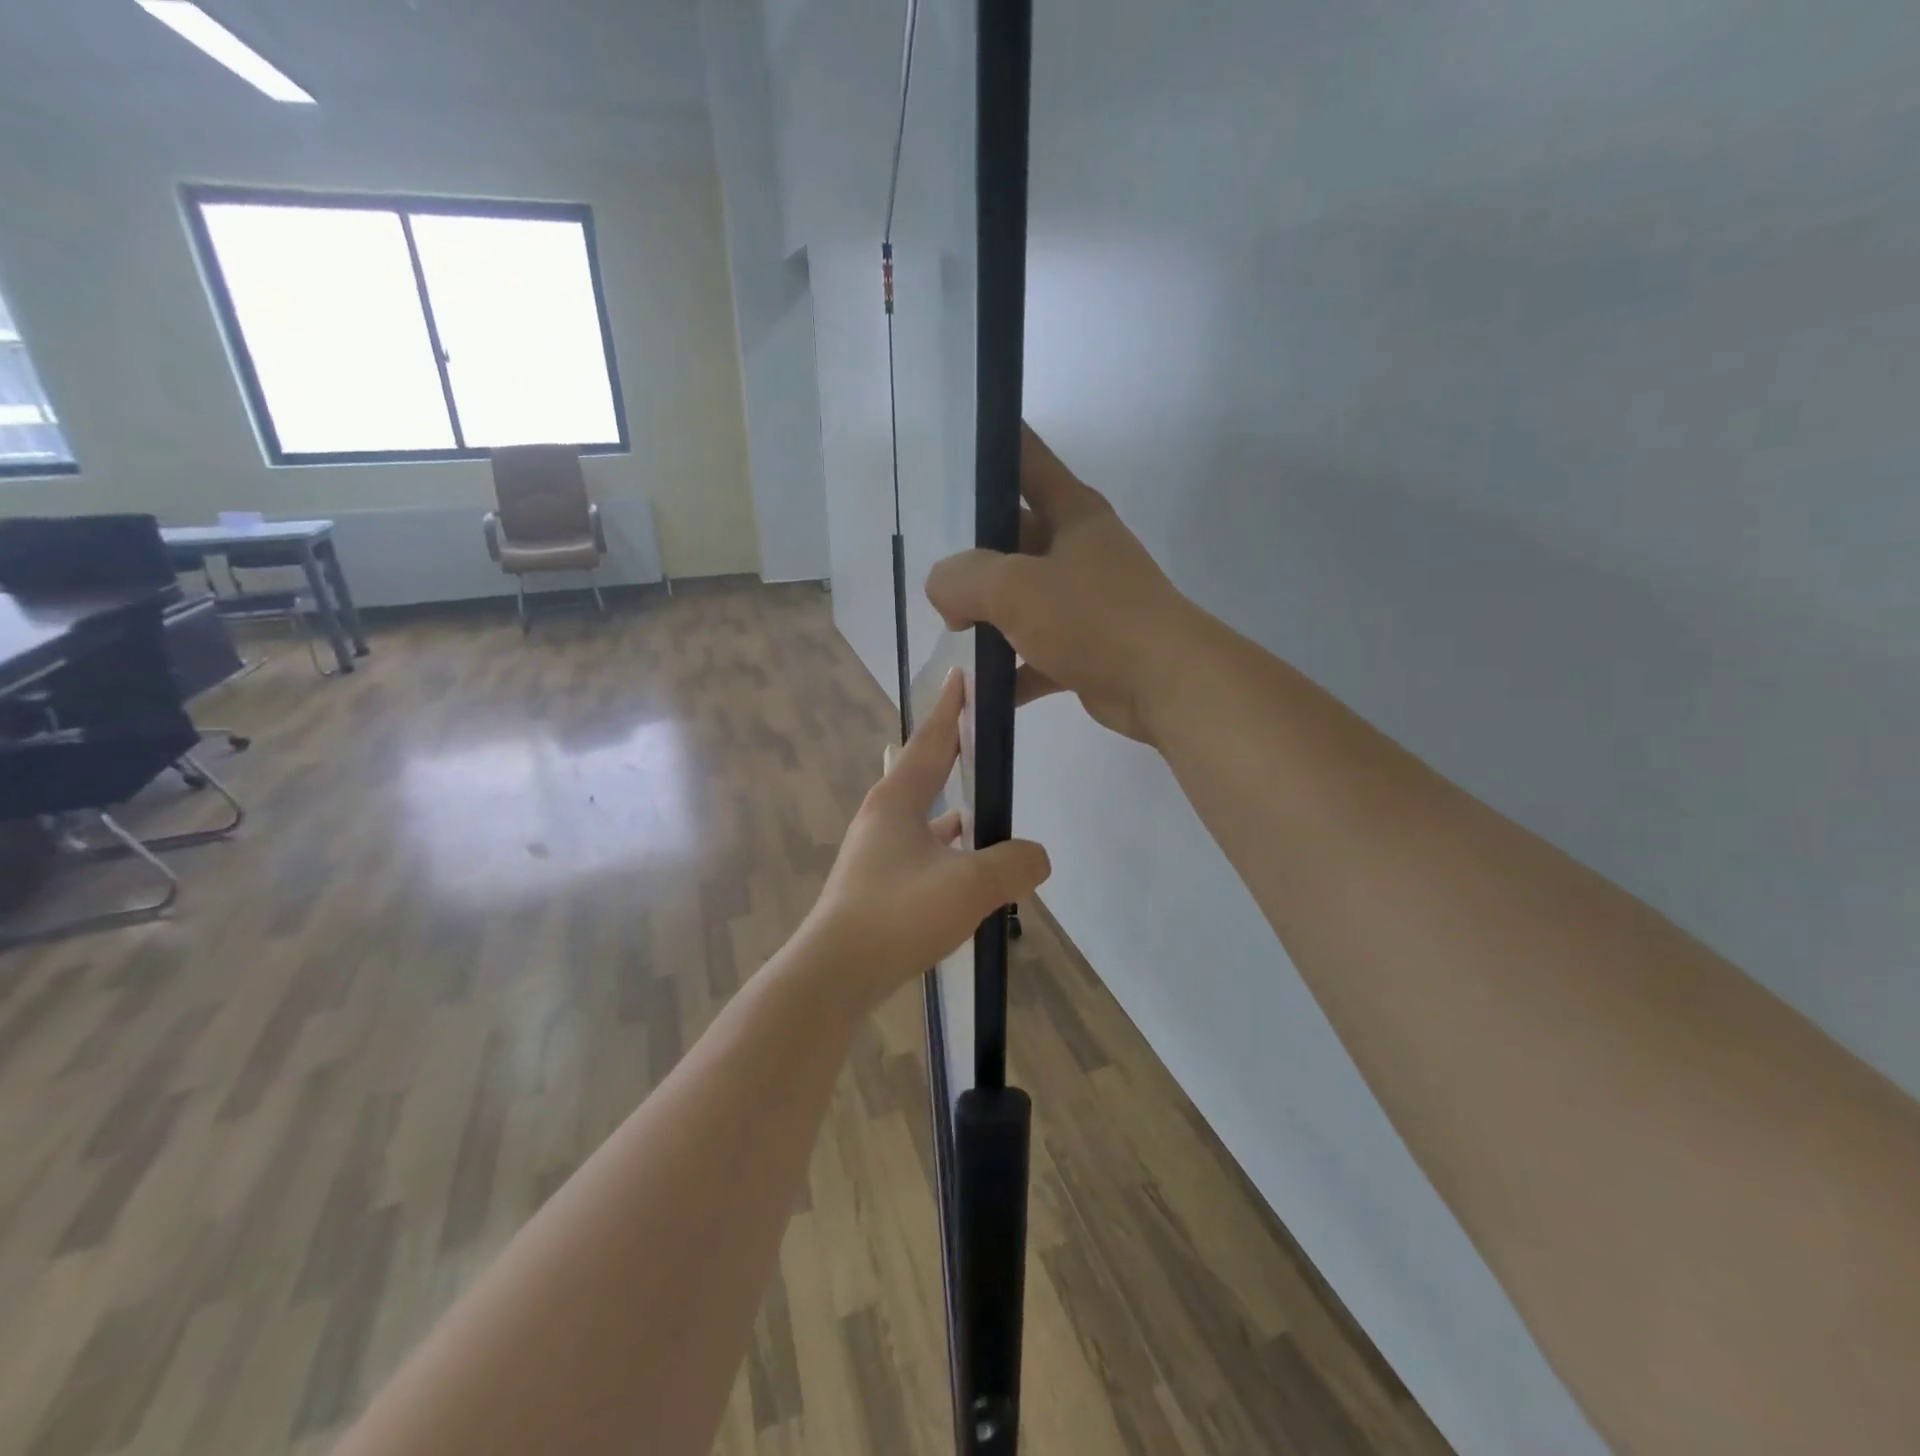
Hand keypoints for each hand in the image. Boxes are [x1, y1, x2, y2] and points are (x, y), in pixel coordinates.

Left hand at [802, 670, 1051, 1009]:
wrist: (834, 973)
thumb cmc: (897, 915)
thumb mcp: (970, 886)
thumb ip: (1014, 864)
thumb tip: (1037, 857)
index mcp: (898, 800)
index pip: (931, 740)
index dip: (951, 708)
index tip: (962, 676)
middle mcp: (882, 817)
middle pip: (922, 770)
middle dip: (949, 750)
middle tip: (976, 734)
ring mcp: (875, 851)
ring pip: (920, 814)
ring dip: (947, 805)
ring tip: (979, 805)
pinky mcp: (875, 883)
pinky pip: (919, 849)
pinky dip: (944, 847)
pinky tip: (962, 864)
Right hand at [925, 425, 1195, 743]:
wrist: (1164, 684)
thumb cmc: (1091, 618)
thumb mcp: (1013, 587)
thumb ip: (962, 579)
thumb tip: (944, 593)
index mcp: (1072, 512)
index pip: (1026, 459)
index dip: (992, 445)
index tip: (954, 446)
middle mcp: (1080, 550)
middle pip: (1015, 537)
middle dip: (976, 557)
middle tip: (939, 578)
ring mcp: (1086, 601)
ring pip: (1024, 599)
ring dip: (990, 617)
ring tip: (952, 631)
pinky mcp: (1088, 649)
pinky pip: (1036, 653)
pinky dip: (1011, 670)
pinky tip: (981, 688)